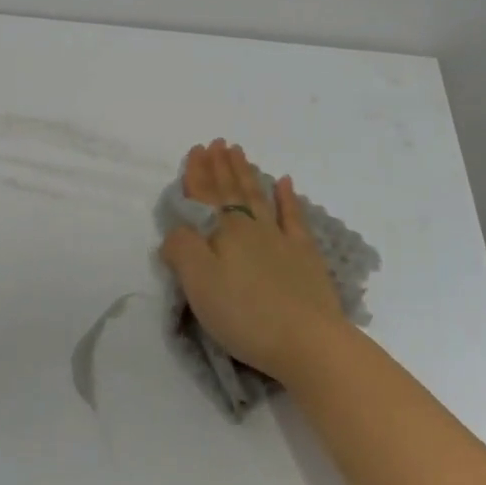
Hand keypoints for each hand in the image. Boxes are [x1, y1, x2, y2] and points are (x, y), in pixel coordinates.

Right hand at [158, 140, 349, 386]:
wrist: (307, 341)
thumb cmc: (245, 315)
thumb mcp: (198, 284)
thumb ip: (181, 250)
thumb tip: (177, 231)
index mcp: (224, 233)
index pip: (205, 197)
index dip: (198, 173)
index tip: (197, 149)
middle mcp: (252, 228)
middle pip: (232, 191)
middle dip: (222, 166)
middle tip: (218, 143)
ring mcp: (282, 240)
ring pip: (259, 197)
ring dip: (247, 174)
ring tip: (240, 153)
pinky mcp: (305, 256)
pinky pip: (294, 218)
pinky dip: (287, 198)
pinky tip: (284, 182)